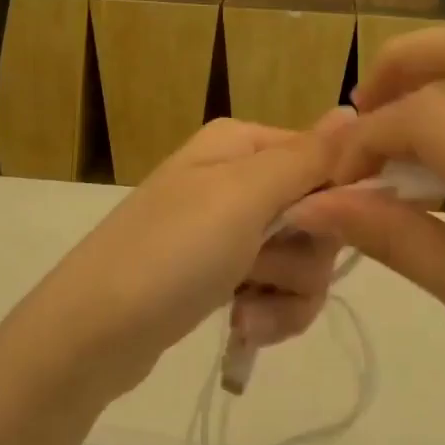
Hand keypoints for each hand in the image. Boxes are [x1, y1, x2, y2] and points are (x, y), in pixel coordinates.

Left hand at [10, 117, 343, 403]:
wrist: (92, 334)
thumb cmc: (171, 253)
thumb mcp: (242, 197)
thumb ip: (305, 157)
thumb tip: (352, 110)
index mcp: (241, 145)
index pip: (324, 160)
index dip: (335, 201)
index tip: (322, 232)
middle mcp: (236, 179)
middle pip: (318, 216)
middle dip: (304, 259)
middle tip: (263, 272)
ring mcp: (227, 230)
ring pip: (302, 262)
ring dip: (286, 295)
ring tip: (245, 312)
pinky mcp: (220, 276)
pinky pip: (275, 291)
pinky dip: (267, 313)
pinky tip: (240, 327)